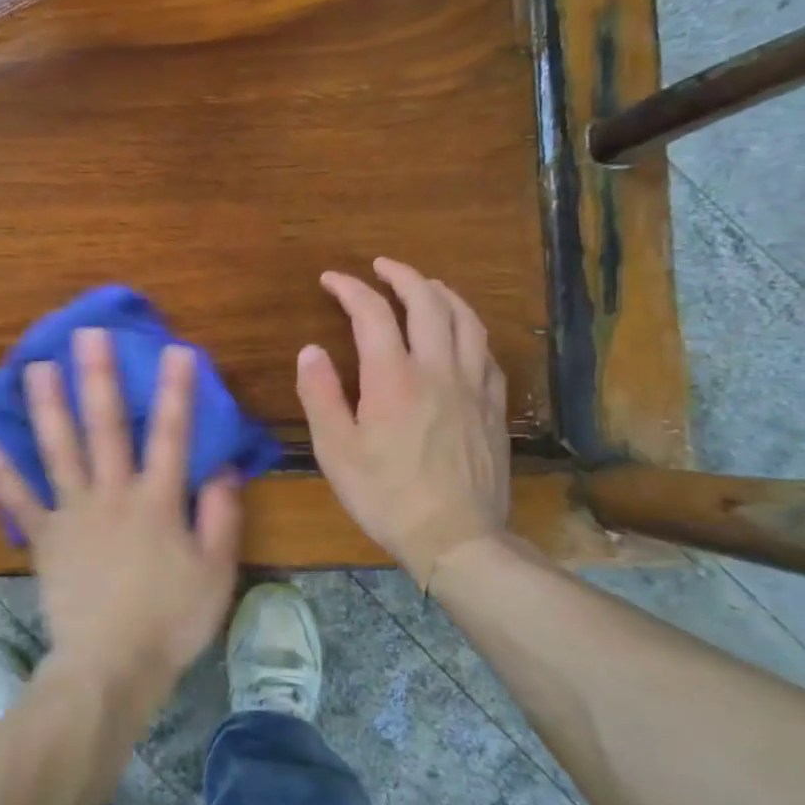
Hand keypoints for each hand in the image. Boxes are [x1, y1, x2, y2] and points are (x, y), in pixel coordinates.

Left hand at [0, 329, 242, 700]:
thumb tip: (221, 467)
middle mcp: (112, 494)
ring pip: (58, 451)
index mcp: (157, 501)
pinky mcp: (44, 538)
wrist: (111, 667)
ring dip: (47, 407)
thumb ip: (220, 515)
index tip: (175, 349)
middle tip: (88, 335)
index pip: (171, 435)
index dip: (176, 391)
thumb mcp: (215, 572)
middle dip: (98, 378)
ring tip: (35, 367)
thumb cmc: (170, 621)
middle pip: (105, 428)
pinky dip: (0, 471)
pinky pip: (20, 500)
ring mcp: (73, 514)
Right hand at [296, 257, 509, 584]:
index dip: (350, 288)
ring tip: (425, 286)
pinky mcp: (494, 406)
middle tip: (381, 267)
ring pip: (466, 320)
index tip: (331, 279)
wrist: (456, 538)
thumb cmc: (386, 496)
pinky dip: (469, 329)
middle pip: (427, 302)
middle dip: (402, 275)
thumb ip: (320, 395)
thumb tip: (310, 350)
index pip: (372, 313)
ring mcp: (473, 386)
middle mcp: (438, 369)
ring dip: (442, 293)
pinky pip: (486, 352)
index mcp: (394, 377)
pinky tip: (461, 335)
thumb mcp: (336, 450)